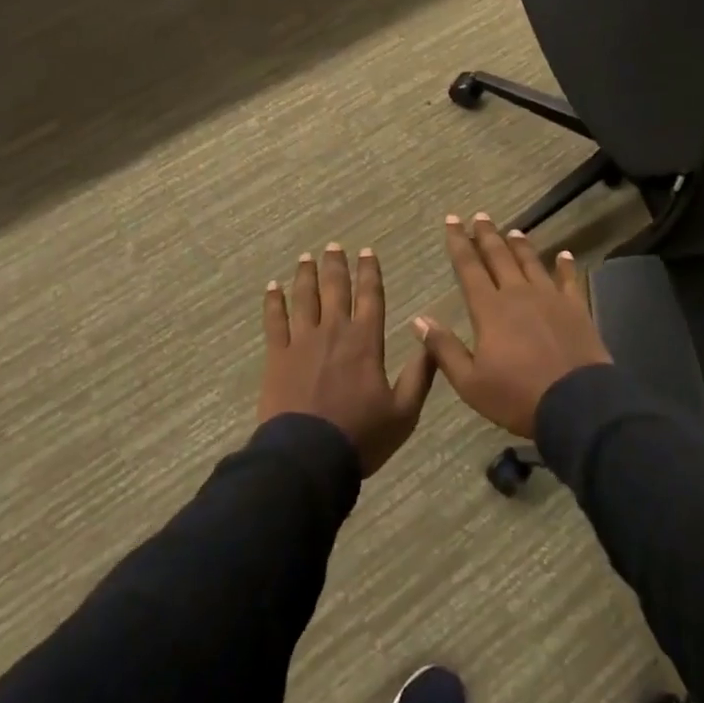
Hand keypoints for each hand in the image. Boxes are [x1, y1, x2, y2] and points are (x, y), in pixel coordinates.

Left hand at [261, 244, 435, 475]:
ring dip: (306, 275)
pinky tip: (272, 287)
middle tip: (333, 246)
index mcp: (366, 342)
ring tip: (307, 257)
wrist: (309, 456)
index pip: (370, 297)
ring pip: (304, 297)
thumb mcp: (404, 412)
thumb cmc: (361, 436)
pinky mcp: (277, 355)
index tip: (367, 252)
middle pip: (335, 289)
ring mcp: (302, 341)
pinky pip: (274, 320)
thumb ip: (420, 375)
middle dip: (336, 266)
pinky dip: (273, 301)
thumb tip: (431, 340)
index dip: (370, 273)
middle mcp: (334, 331)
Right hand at [413, 214, 611, 438]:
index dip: (459, 243)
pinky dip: (565, 266)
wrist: (577, 405)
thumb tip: (418, 320)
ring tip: (513, 230)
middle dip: (487, 235)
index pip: (469, 267)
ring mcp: (550, 299)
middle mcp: (518, 294)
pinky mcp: (576, 309)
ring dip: (520, 245)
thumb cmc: (517, 396)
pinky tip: (565, 254)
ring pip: (531, 263)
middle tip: (479, 215)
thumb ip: (444, 349)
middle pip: (499, 257)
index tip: (452, 220)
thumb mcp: (470, 382)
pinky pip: (569, 280)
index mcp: (489, 309)